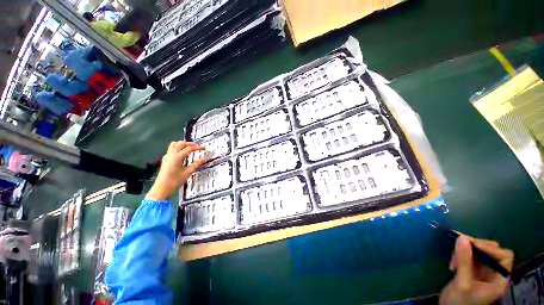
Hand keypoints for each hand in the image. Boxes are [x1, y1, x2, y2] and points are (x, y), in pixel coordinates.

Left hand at [145, 141, 207, 200]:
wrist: (162, 187)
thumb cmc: (175, 181)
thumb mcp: (187, 173)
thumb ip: (196, 165)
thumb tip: (204, 159)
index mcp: (177, 156)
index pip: (189, 148)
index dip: (197, 147)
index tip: (203, 148)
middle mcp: (172, 153)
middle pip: (181, 143)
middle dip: (190, 144)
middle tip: (197, 146)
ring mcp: (167, 155)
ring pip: (175, 144)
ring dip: (182, 144)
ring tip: (188, 147)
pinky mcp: (165, 158)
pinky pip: (171, 149)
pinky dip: (177, 148)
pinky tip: (180, 154)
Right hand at [439, 235, 513, 304]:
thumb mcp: (462, 287)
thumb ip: (464, 262)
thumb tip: (461, 238)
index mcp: (501, 282)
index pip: (503, 257)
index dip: (490, 249)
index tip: (473, 244)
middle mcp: (499, 278)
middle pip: (494, 255)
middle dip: (477, 251)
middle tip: (461, 250)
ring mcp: (490, 279)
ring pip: (485, 258)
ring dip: (470, 255)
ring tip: (455, 261)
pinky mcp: (480, 279)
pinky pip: (478, 263)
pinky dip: (468, 261)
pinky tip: (457, 264)